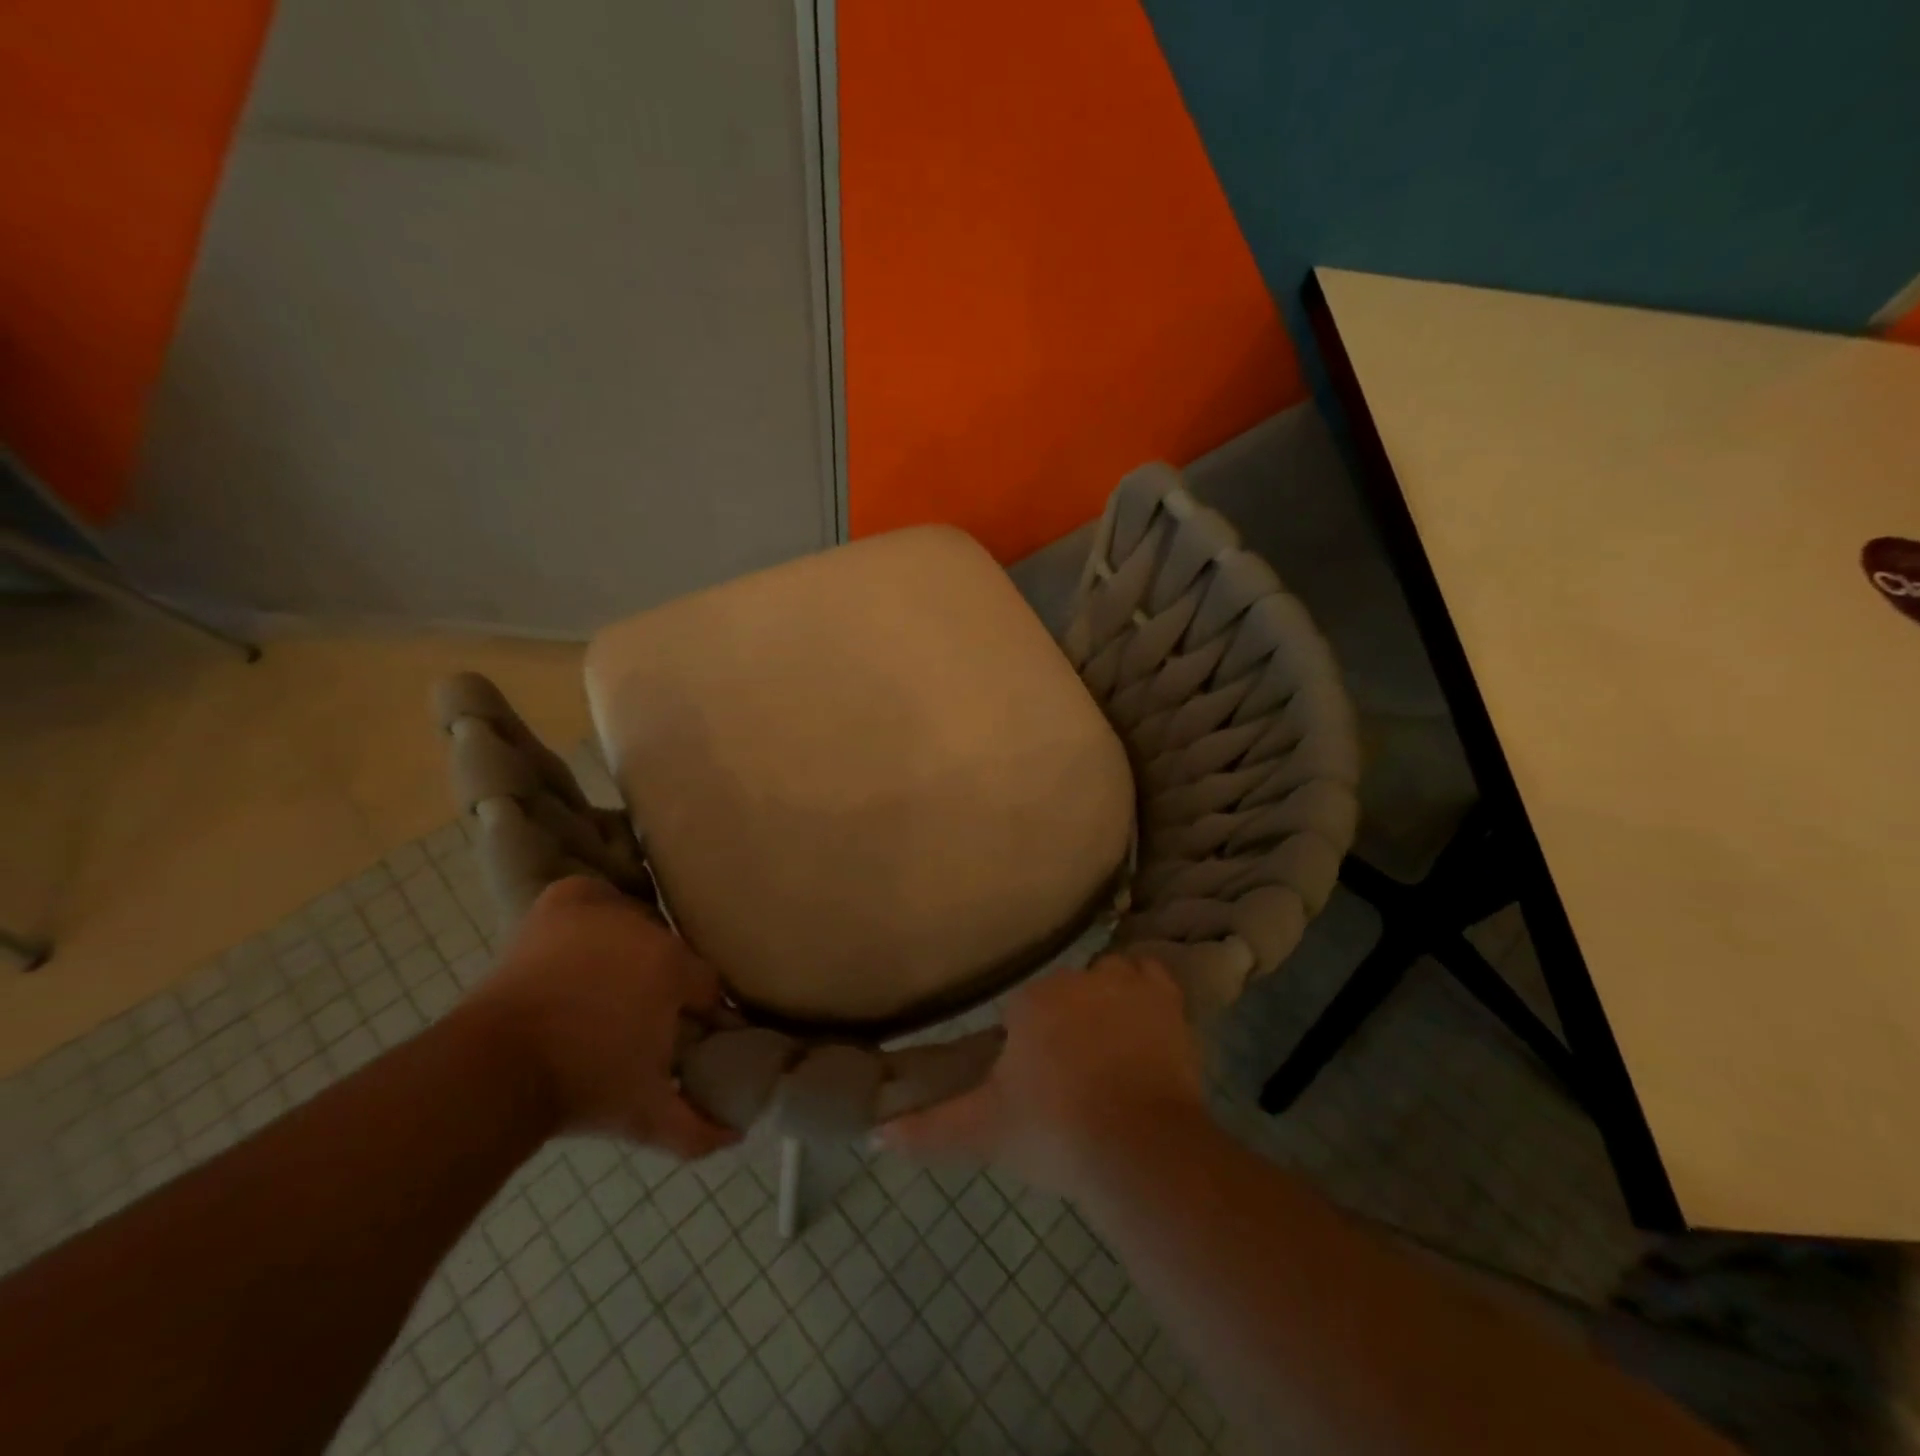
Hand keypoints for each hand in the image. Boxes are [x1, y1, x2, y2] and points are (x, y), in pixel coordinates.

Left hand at [468, 877, 736, 1159]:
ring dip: (632, 950)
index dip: (701, 1011)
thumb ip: (697, 1128)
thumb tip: (737, 1135)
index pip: (708, 983)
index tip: (689, 1033)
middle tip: (643, 1017)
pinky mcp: (561, 904)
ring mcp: (601, 912)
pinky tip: (590, 934)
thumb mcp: (644, 1116)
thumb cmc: (579, 1088)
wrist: (492, 1072)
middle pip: (671, 953)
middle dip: (664, 983)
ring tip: (613, 984)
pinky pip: (593, 896)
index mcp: (673, 968)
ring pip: (636, 923)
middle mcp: (645, 929)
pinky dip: (595, 909)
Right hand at [878, 954, 1204, 1198]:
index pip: (1021, 1009)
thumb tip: (874, 1136)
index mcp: (1033, 1001)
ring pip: (1108, 977)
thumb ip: (929, 1129)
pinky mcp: (1168, 1001)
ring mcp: (1126, 985)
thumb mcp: (985, 1132)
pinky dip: (1145, 993)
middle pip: (1065, 993)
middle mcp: (1078, 979)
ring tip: (1108, 1050)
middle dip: (1064, 1025)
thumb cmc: (1054, 1132)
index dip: (1026, 1044)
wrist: (1139, 1149)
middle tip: (1070, 1078)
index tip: (1034, 1083)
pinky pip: (1151, 978)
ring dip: (1105, 1002)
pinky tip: (1143, 1025)